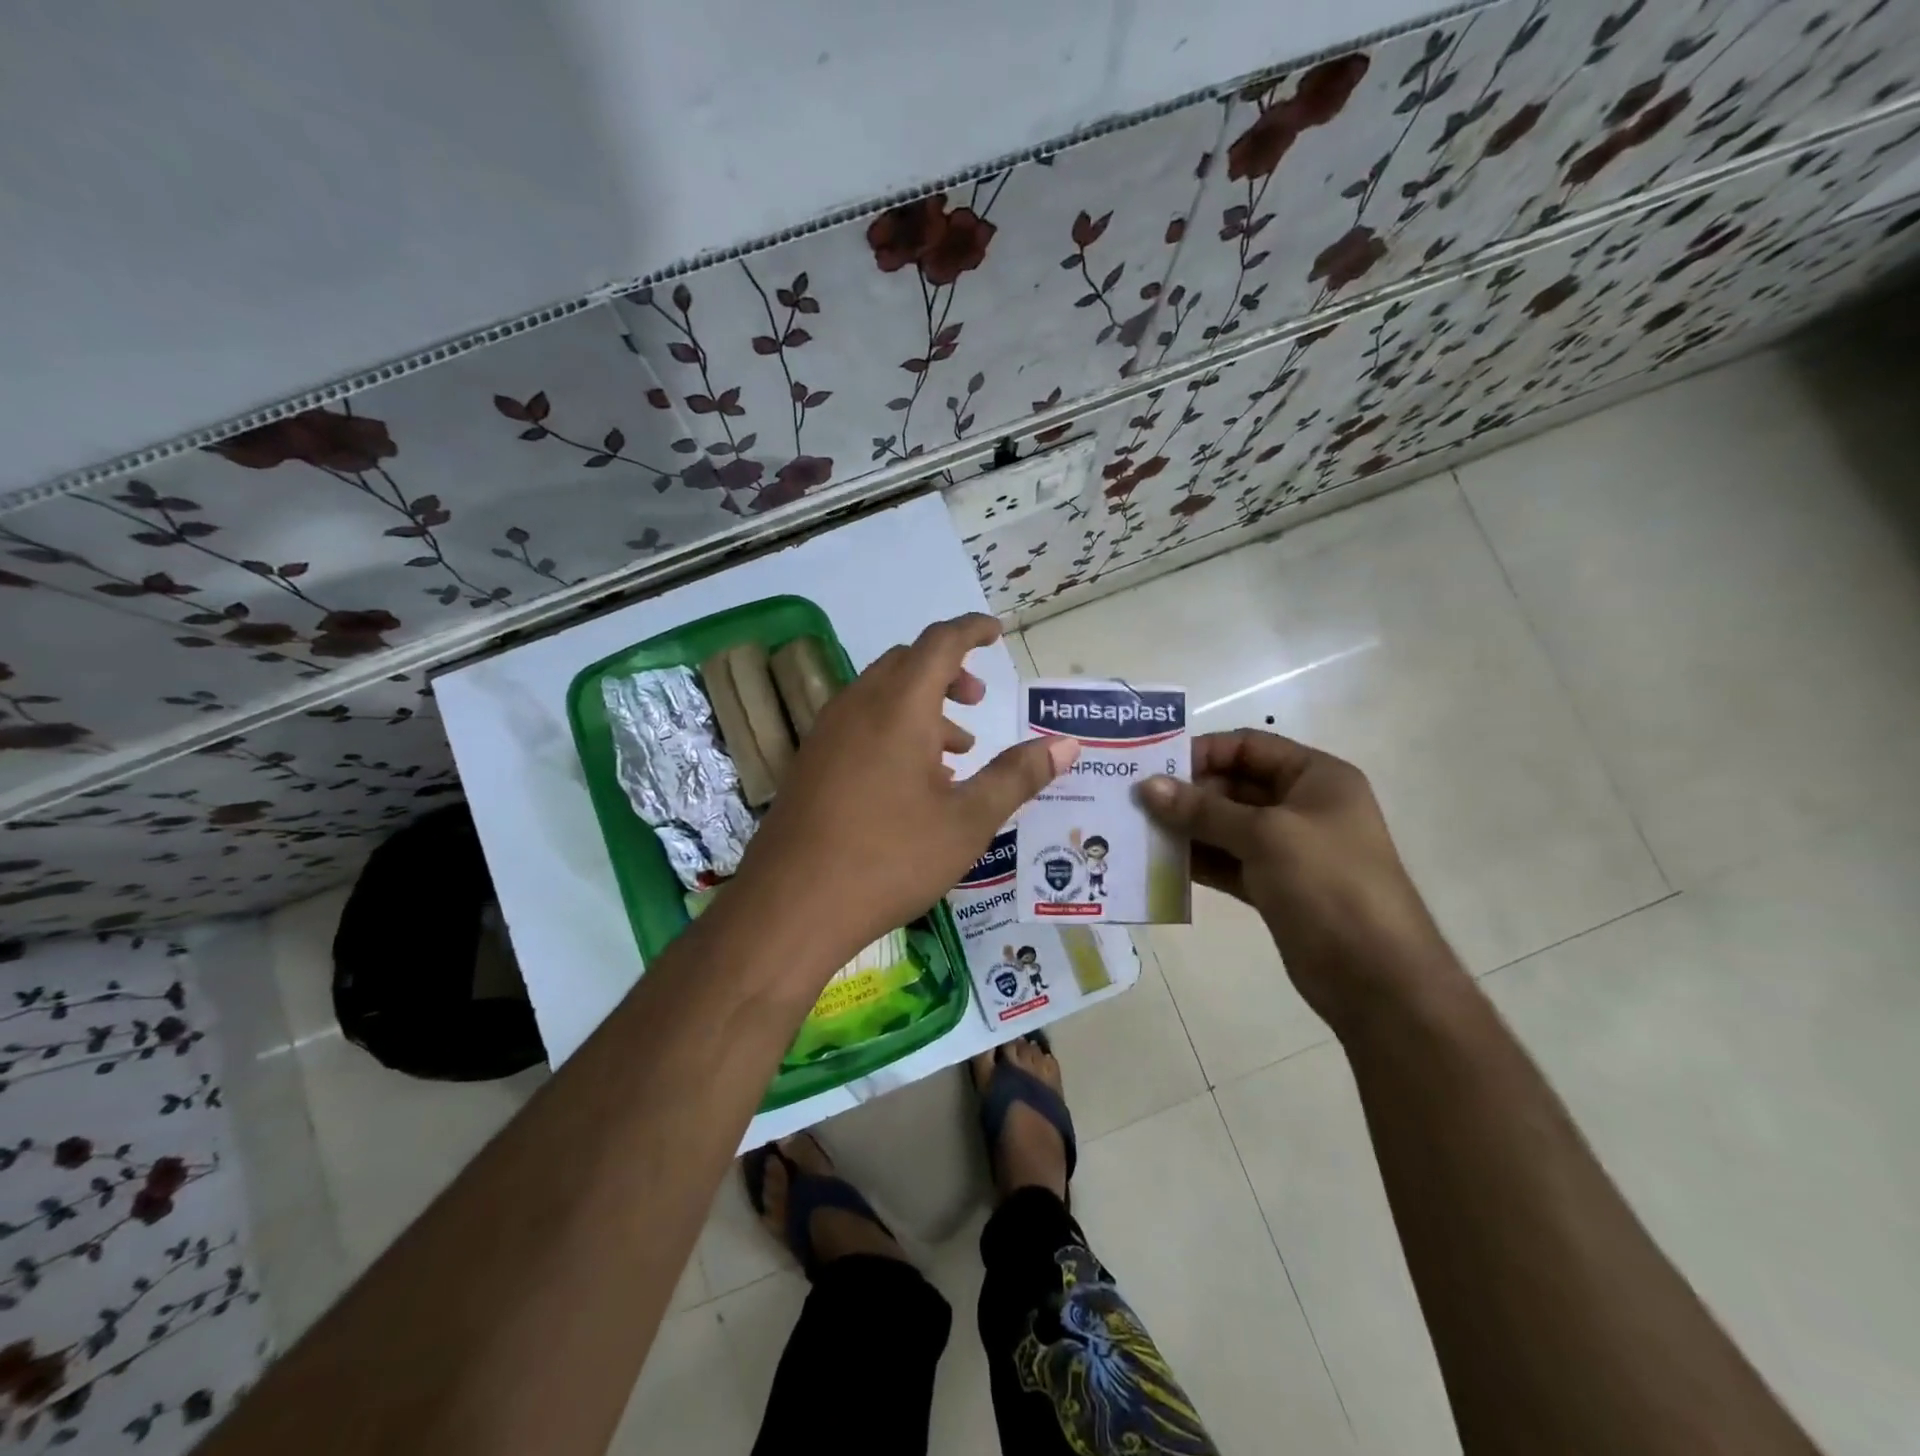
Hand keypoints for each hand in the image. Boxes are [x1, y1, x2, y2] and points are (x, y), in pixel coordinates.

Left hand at [730, 614, 1076, 981]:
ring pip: (881, 696)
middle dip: (949, 672)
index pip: (940, 642)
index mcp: (899, 706)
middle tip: (979, 702)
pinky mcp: (811, 763)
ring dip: (922, 707)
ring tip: (956, 752)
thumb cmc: (890, 857)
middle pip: (907, 663)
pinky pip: (859, 724)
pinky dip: (894, 731)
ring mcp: (827, 734)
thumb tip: (1066, 744)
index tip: (997, 632)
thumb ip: (1018, 776)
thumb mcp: (968, 820)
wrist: (792, 905)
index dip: (972, 630)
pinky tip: (912, 783)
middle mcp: (858, 706)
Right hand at [1140, 730, 1455, 1036]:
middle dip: (1187, 793)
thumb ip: (1202, 810)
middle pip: (1233, 785)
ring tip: (1138, 831)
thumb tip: (1146, 787)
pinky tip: (1160, 862)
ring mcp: (1288, 849)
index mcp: (1316, 778)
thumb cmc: (1328, 884)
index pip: (1248, 746)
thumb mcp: (1265, 836)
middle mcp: (1302, 806)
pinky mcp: (1274, 886)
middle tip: (1136, 803)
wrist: (1376, 977)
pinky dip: (1198, 860)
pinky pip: (1227, 861)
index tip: (1153, 768)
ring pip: (1226, 826)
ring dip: (1186, 828)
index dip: (1202, 752)